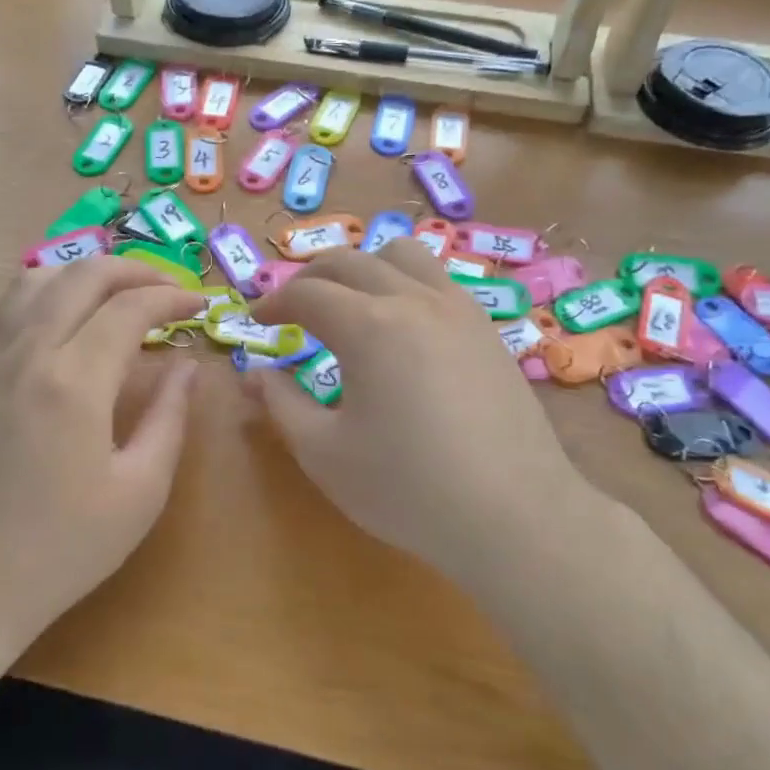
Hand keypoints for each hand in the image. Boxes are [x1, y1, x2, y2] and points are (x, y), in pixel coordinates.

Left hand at [0, 257, 200, 660]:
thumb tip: (188, 366)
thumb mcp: (140, 491)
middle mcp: (27, 354)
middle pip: (80, 276)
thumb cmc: (62, 549)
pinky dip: (27, 305)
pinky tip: (47, 329)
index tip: (201, 306)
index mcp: (75, 380)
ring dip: (79, 274)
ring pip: (30, 283)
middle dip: (132, 270)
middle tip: (167, 288)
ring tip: (113, 294)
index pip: (130, 307)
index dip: (173, 297)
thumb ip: (170, 417)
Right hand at [247, 241, 578, 586]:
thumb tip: (253, 374)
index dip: (274, 303)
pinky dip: (404, 282)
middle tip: (291, 308)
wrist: (515, 516)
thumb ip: (281, 403)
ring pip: (403, 254)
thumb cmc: (408, 488)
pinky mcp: (487, 329)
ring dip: (363, 266)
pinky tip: (402, 326)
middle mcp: (414, 300)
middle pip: (350, 261)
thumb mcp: (324, 452)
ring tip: (349, 301)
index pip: (307, 293)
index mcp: (369, 326)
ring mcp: (458, 309)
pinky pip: (437, 280)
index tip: (257, 321)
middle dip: (310, 278)